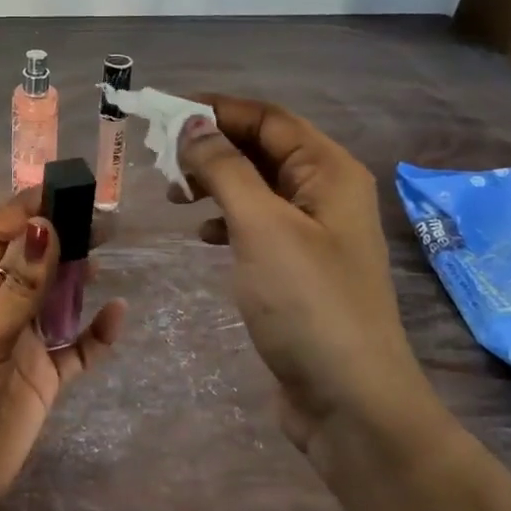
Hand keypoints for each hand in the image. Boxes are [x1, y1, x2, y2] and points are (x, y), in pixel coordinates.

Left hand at [0, 192, 127, 510]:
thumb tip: (47, 227)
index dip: (24, 211)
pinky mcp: (45, 376)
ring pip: (57, 298)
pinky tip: (115, 315)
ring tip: (106, 254)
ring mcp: (22, 341)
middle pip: (32, 261)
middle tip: (99, 220)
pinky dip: (97, 332)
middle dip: (60, 238)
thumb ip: (19, 288)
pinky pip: (77, 346)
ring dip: (79, 276)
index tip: (61, 192)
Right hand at [173, 95, 428, 451]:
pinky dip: (225, 220)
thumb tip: (191, 124)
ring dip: (214, 182)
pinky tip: (202, 236)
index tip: (161, 111)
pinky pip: (255, 224)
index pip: (267, 118)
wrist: (350, 400)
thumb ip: (225, 169)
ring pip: (255, 186)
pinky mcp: (297, 268)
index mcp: (328, 171)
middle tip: (160, 159)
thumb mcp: (261, 227)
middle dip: (211, 146)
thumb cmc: (308, 303)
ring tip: (174, 196)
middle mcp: (324, 193)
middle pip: (261, 148)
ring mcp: (313, 233)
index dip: (215, 109)